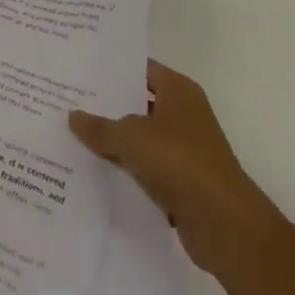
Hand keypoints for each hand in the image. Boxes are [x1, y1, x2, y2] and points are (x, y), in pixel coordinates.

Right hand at [70, 59, 279, 275]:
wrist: (225, 225)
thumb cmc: (180, 162)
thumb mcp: (132, 137)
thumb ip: (101, 127)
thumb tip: (73, 116)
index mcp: (178, 90)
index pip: (140, 69)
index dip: (112, 70)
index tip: (80, 71)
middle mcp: (184, 114)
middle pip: (139, 104)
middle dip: (108, 107)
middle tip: (69, 103)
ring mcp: (185, 150)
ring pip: (141, 139)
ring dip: (115, 143)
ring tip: (75, 137)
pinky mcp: (183, 183)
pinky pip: (147, 169)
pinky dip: (127, 172)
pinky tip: (96, 173)